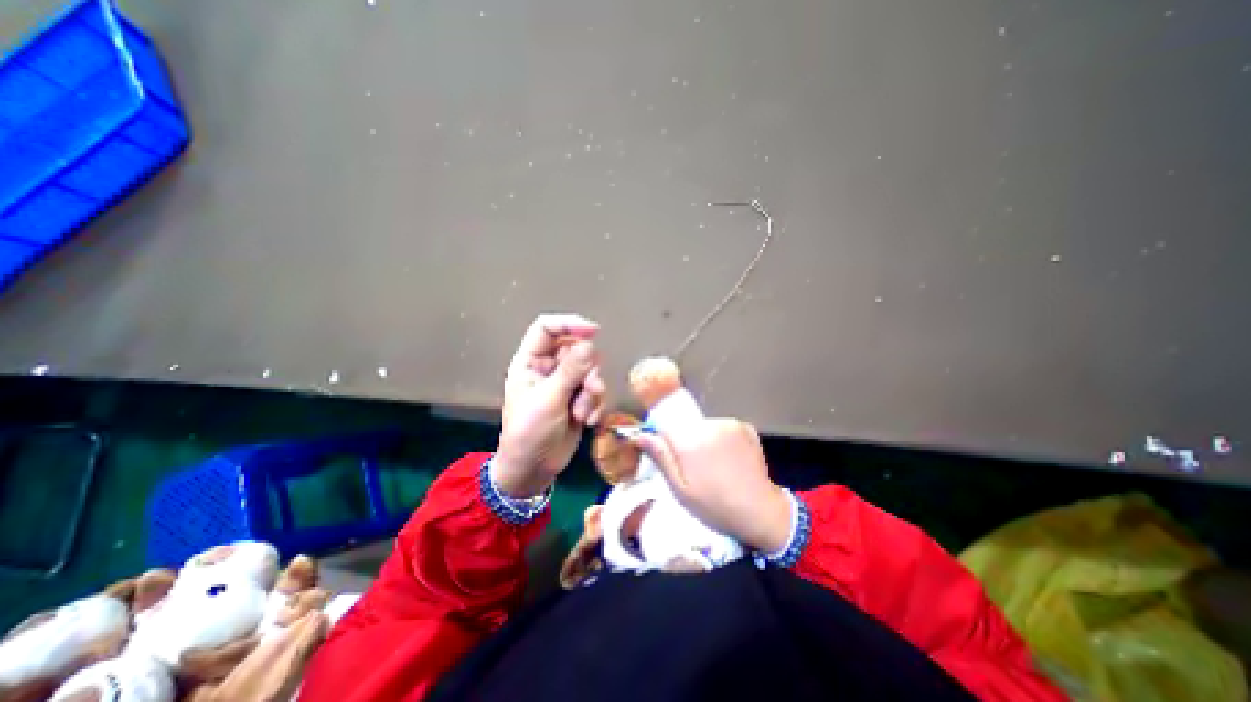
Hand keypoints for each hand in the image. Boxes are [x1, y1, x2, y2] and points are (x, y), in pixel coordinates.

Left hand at [491, 313, 607, 497]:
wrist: (533, 470)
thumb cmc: (530, 433)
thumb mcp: (549, 400)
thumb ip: (571, 371)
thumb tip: (590, 344)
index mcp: (530, 362)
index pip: (548, 329)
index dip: (569, 324)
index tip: (594, 331)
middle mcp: (548, 368)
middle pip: (577, 350)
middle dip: (587, 371)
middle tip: (591, 389)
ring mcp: (565, 384)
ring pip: (590, 371)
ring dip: (592, 392)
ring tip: (583, 414)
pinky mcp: (578, 399)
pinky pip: (595, 390)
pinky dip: (595, 404)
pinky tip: (587, 421)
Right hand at [637, 416, 789, 554]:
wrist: (760, 511)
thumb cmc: (715, 506)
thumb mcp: (680, 490)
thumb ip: (661, 458)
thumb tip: (640, 434)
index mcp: (690, 440)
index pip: (666, 427)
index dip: (667, 443)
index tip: (675, 461)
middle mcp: (709, 425)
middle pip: (686, 426)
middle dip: (686, 442)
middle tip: (696, 469)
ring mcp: (729, 424)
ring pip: (704, 426)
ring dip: (704, 440)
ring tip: (715, 466)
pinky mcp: (745, 426)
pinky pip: (722, 428)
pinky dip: (722, 439)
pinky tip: (730, 459)